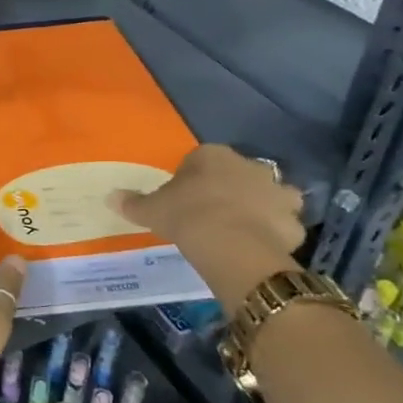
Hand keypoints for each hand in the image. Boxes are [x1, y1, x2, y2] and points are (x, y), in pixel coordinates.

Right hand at [110, 145, 305, 308]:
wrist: (232, 245)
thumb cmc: (188, 216)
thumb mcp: (152, 210)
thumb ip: (134, 202)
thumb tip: (110, 196)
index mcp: (213, 155)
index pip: (201, 159)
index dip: (193, 179)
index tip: (185, 199)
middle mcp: (249, 165)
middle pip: (238, 173)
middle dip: (230, 189)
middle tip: (213, 214)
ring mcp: (276, 191)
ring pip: (269, 195)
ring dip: (261, 207)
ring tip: (243, 229)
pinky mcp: (292, 219)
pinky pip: (283, 223)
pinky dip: (276, 232)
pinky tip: (261, 246)